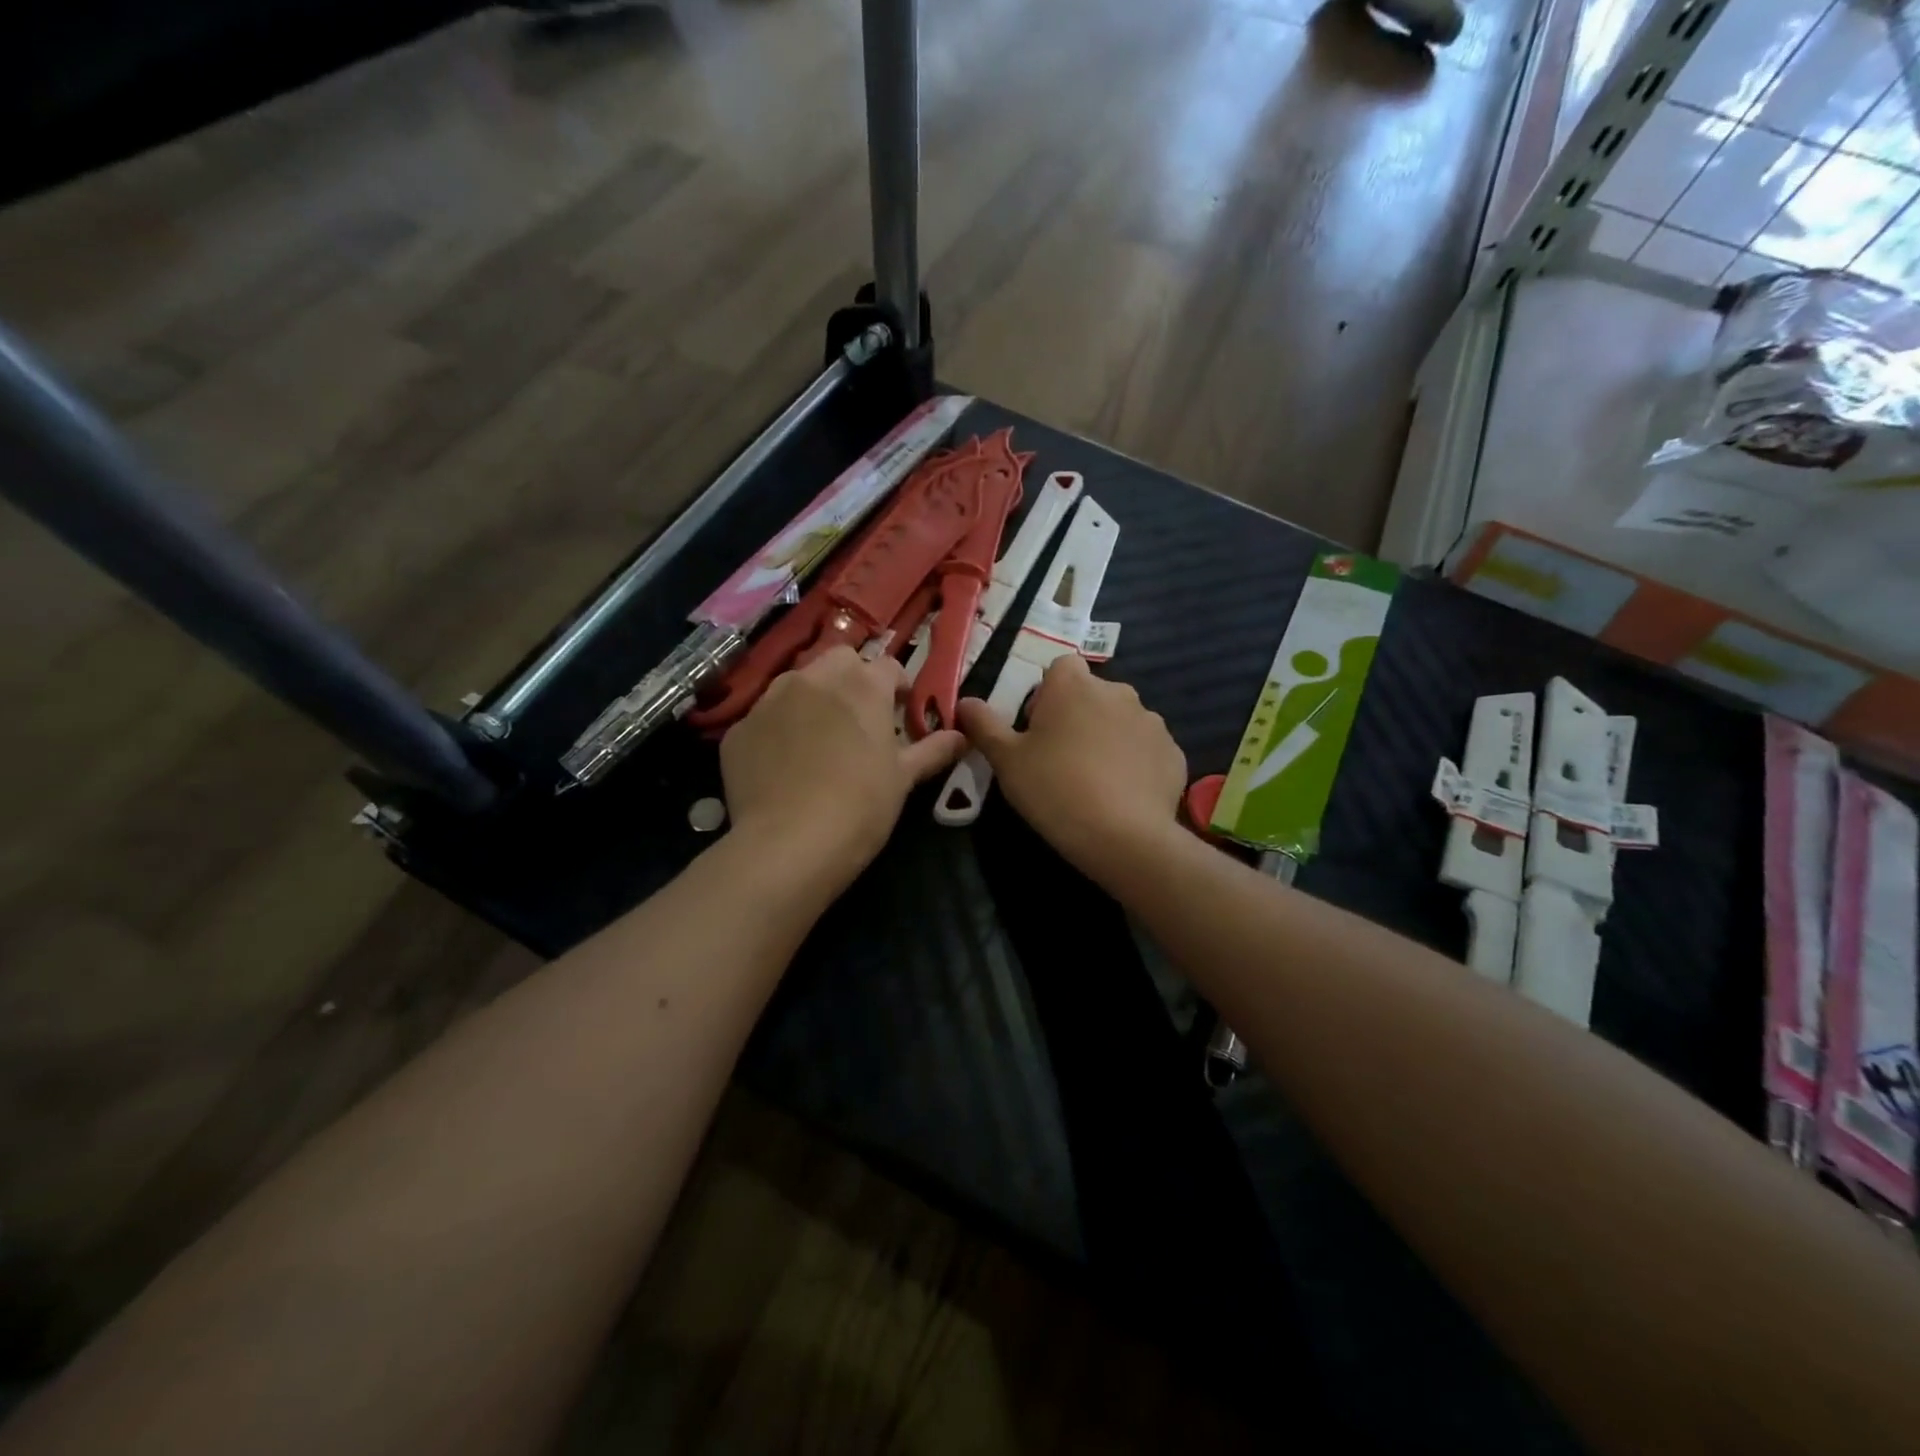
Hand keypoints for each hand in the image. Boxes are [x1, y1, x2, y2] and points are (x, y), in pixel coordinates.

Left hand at [720, 647, 965, 889]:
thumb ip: (933, 750)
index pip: (889, 667)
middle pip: (840, 661)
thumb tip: (961, 736)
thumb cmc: (860, 806)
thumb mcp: (903, 779)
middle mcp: (814, 679)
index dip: (898, 688)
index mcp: (862, 685)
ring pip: (797, 683)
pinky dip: (778, 730)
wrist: (788, 843)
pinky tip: (783, 765)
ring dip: (812, 699)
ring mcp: (770, 700)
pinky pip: (765, 718)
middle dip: (852, 680)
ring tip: (818, 739)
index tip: (901, 713)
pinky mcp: (740, 728)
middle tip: (859, 720)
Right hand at [956, 655, 1185, 880]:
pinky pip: (1146, 750)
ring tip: (1094, 782)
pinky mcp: (1173, 752)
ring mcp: (1151, 721)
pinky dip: (1135, 764)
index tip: (1037, 731)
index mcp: (1073, 685)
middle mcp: (1117, 692)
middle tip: (1061, 761)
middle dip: (1077, 718)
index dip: (1046, 697)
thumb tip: (964, 701)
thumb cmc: (1054, 789)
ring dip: (1107, 739)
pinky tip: (1123, 796)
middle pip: (1091, 695)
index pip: (1059, 669)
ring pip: (1121, 721)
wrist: (1123, 837)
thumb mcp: (1006, 761)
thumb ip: (984, 725)